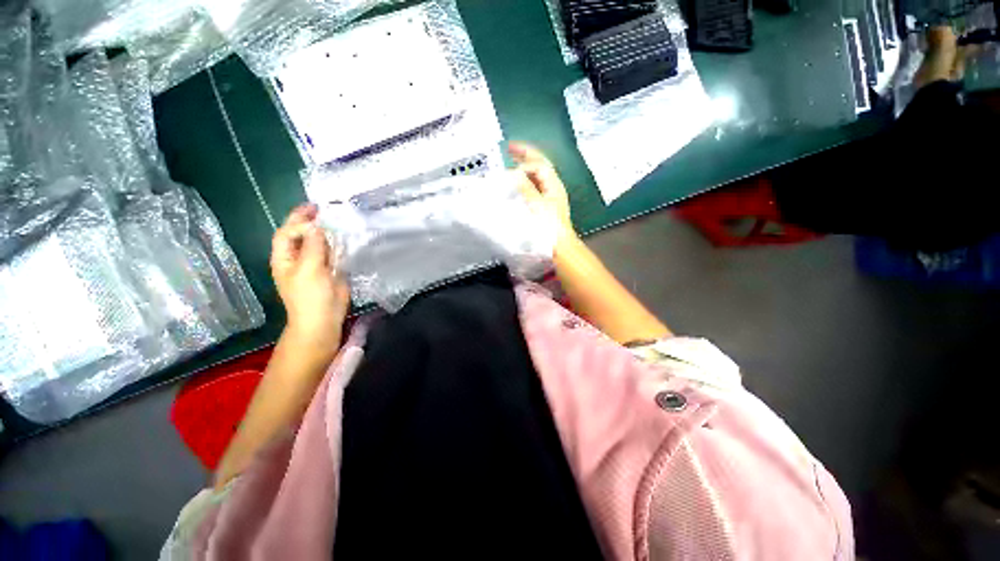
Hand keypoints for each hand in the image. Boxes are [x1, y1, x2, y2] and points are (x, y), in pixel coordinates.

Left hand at [270, 204, 349, 353]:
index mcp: (285, 258)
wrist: (324, 318)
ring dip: (326, 232)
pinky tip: (346, 238)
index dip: (298, 221)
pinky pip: (333, 253)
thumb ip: (312, 246)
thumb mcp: (308, 269)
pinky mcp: (331, 270)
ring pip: (319, 243)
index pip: (287, 233)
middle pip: (302, 235)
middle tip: (323, 208)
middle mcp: (298, 258)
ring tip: (338, 220)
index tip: (316, 213)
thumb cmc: (310, 296)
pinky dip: (338, 245)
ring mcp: (316, 264)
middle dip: (310, 221)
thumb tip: (317, 225)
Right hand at [509, 142, 577, 246]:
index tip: (509, 159)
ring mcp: (549, 197)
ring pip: (536, 177)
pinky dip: (524, 182)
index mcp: (553, 185)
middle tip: (510, 148)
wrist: (558, 246)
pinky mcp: (544, 206)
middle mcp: (552, 188)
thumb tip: (515, 172)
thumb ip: (526, 188)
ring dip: (524, 168)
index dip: (525, 158)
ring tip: (511, 162)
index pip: (539, 164)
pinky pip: (533, 188)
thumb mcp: (537, 205)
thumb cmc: (549, 226)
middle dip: (525, 156)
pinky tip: (516, 184)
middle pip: (539, 166)